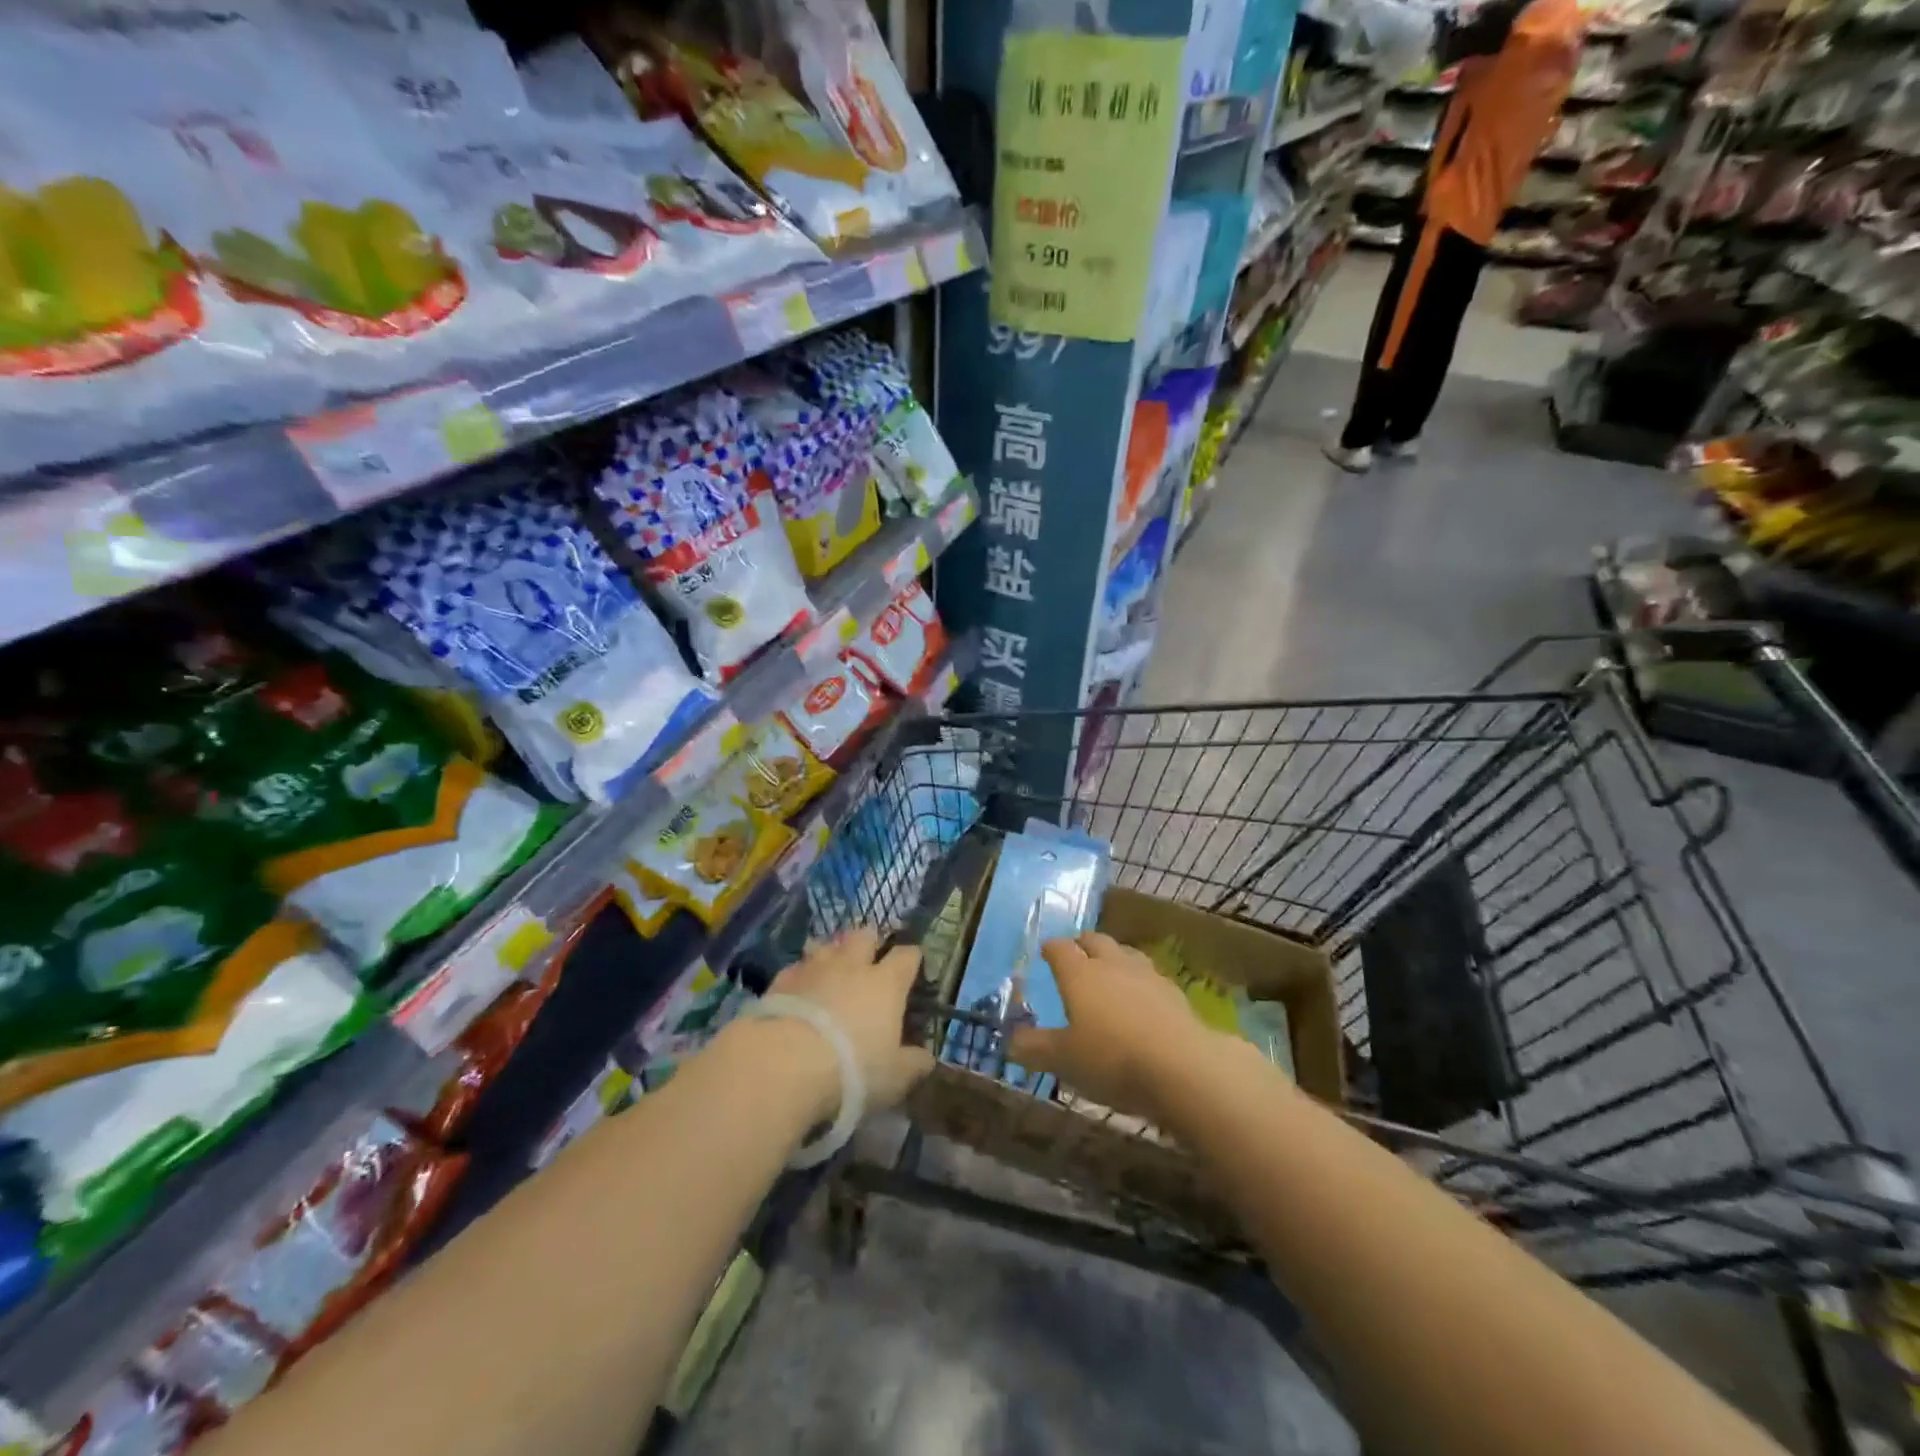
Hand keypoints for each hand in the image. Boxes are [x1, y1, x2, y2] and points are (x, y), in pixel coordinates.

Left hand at [766, 926, 934, 1114]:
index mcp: (886, 983)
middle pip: (864, 935)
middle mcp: (852, 966)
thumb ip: (914, 1064)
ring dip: (832, 951)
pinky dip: (801, 973)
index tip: (912, 964)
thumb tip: (927, 1058)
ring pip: (827, 944)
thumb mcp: (895, 1077)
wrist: (786, 1064)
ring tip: (831, 965)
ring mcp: (814, 968)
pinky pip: (796, 966)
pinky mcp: (782, 979)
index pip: (907, 956)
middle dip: (869, 940)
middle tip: (868, 956)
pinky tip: (799, 986)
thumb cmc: (853, 1069)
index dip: (911, 957)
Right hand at [1008, 932, 1216, 1118]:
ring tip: (1109, 972)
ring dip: (1114, 958)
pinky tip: (1141, 1001)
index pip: (1060, 948)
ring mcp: (1147, 976)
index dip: (1051, 948)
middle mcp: (1112, 964)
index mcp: (1079, 973)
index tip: (1045, 952)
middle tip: (1076, 954)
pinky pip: (1150, 978)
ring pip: (1126, 954)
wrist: (1182, 1067)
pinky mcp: (1174, 994)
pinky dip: (1140, 983)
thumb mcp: (1063, 1060)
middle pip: (1095, 941)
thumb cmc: (1112, 1058)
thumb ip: (1034, 1048)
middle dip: (1083, 944)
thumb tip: (1011, 1041)